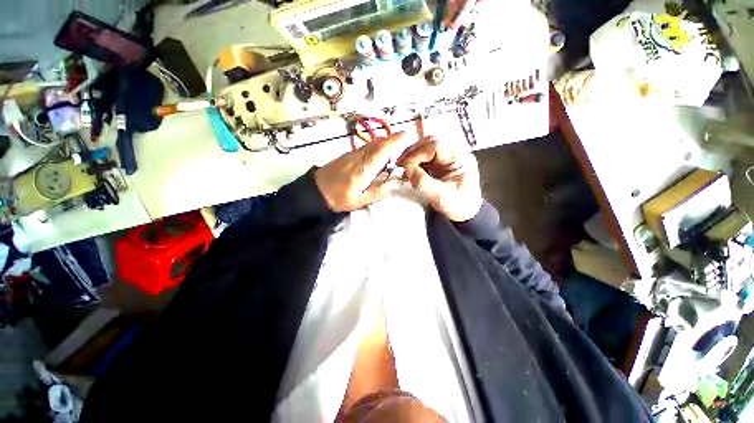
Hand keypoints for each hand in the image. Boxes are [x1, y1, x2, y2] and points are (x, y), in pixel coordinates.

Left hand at [314, 133, 410, 211]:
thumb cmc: (339, 198)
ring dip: (386, 143)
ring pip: (372, 143)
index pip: (381, 150)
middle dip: (393, 141)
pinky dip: (377, 147)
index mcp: (363, 169)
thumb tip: (396, 181)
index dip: (394, 141)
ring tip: (395, 152)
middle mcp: (359, 157)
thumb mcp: (361, 200)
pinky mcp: (348, 154)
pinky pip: (366, 147)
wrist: (316, 191)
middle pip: (378, 143)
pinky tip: (379, 157)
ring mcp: (353, 154)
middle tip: (405, 146)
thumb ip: (379, 191)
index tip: (407, 135)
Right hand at [397, 136, 481, 221]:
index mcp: (460, 158)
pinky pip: (424, 157)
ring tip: (402, 168)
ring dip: (412, 156)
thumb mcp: (440, 197)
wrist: (465, 213)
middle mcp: (454, 153)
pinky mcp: (440, 163)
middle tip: (400, 164)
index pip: (436, 145)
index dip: (418, 153)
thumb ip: (423, 182)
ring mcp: (446, 157)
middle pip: (430, 143)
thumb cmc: (457, 206)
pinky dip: (414, 162)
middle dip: (413, 153)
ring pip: (425, 148)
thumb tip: (407, 170)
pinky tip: (408, 171)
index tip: (406, 166)